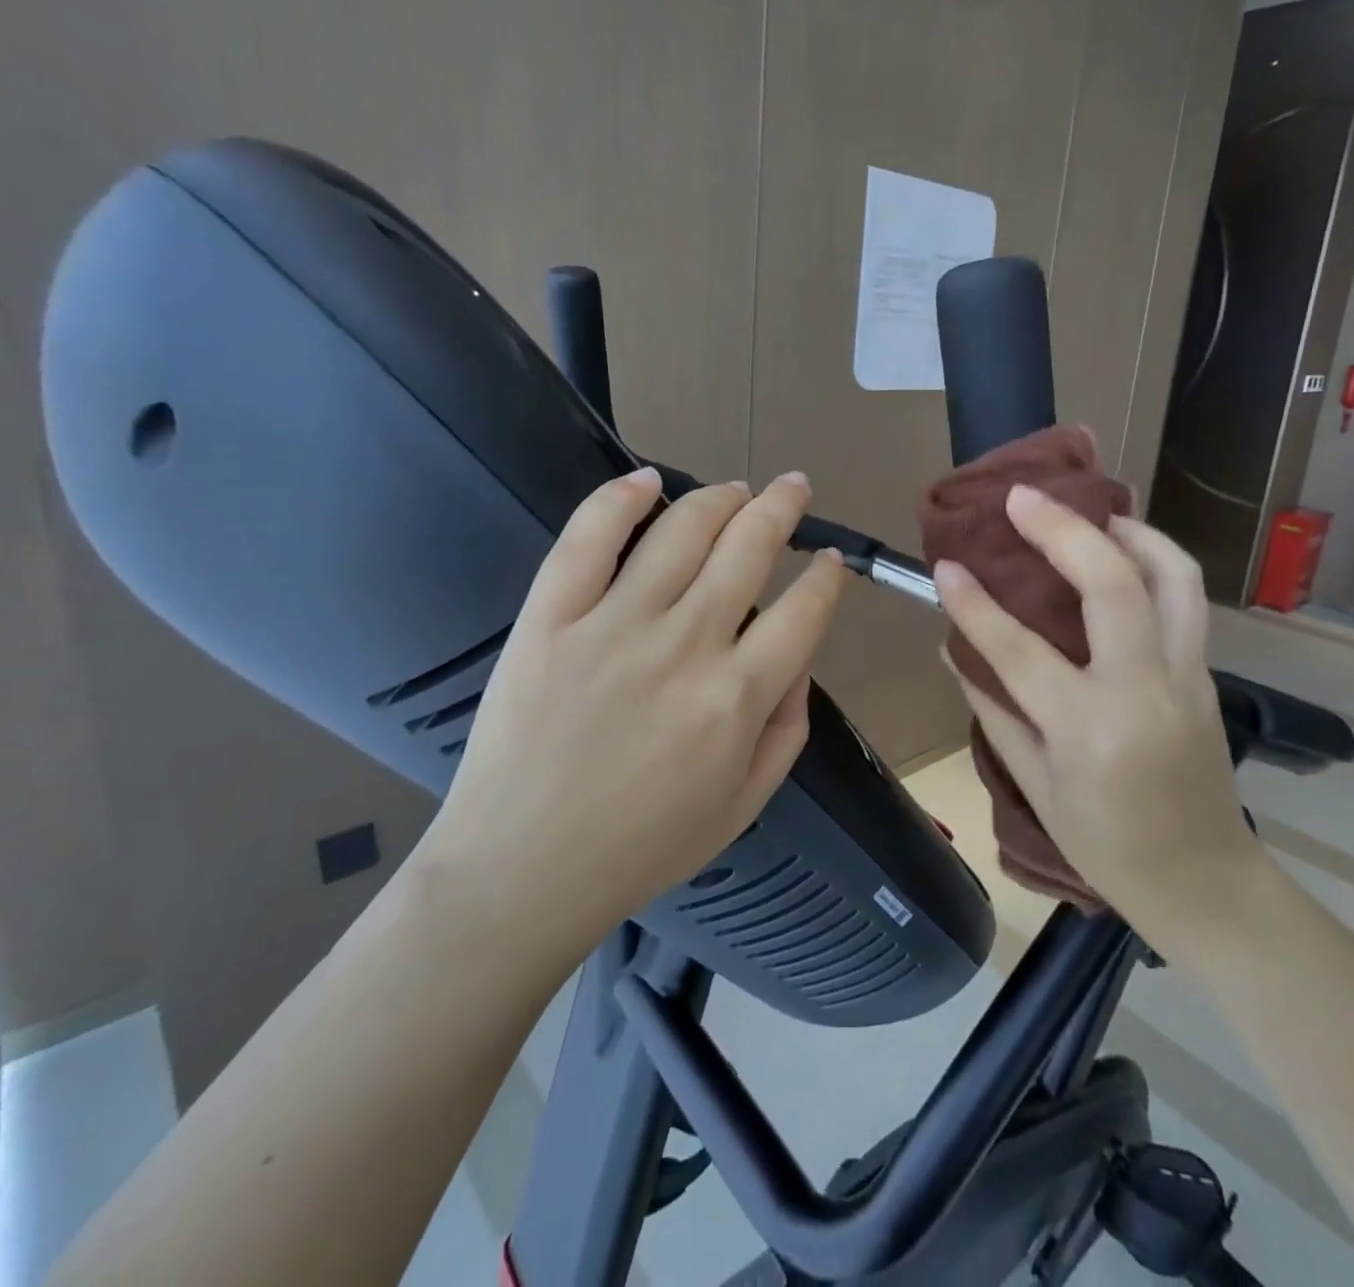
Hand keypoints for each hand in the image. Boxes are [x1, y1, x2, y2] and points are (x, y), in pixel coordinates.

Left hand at [424, 467, 846, 951]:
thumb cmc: (642, 847)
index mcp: (737, 698)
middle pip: (749, 547)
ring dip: (719, 498)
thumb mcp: (745, 804)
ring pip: (680, 530)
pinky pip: (587, 538)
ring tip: (735, 489)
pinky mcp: (550, 619)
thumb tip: (799, 656)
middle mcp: (685, 646)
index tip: (831, 559)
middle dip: (783, 507)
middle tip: (793, 488)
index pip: (804, 608)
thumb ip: (789, 727)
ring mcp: (612, 625)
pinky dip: (621, 498)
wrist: (522, 871)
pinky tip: (647, 481)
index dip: (828, 574)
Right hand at [933, 486, 1261, 960]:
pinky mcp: (1206, 673)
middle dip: (1063, 529)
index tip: (945, 566)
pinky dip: (1153, 561)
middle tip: (1022, 498)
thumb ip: (994, 711)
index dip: (975, 604)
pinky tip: (1121, 554)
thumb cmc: (1107, 846)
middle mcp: (1142, 690)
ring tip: (1091, 509)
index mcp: (1088, 729)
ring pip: (1172, 576)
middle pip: (1112, 584)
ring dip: (1130, 530)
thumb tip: (954, 652)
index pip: (1019, 649)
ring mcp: (1185, 676)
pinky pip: (1184, 598)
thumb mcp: (1036, 786)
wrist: (1206, 882)